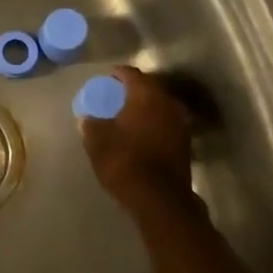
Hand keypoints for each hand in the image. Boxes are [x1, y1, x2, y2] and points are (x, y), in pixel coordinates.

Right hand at [80, 65, 202, 219]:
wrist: (159, 198)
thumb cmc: (124, 161)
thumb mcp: (97, 141)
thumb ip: (91, 125)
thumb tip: (88, 118)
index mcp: (146, 95)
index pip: (132, 74)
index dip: (118, 73)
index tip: (107, 77)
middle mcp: (167, 103)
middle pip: (150, 87)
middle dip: (134, 88)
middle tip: (117, 93)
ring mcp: (180, 123)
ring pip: (161, 105)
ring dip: (146, 106)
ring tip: (129, 113)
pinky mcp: (185, 143)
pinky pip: (166, 123)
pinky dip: (154, 122)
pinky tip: (141, 132)